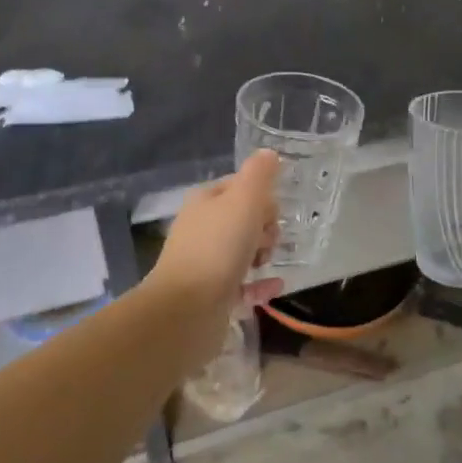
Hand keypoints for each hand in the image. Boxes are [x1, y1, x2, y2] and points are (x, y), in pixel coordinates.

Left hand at [149, 150, 284, 326]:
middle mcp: (201, 228)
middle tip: (267, 240)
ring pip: (242, 250)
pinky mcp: (211, 294)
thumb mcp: (244, 200)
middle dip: (264, 227)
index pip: (239, 186)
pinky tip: (275, 286)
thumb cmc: (218, 247)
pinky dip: (260, 284)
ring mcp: (204, 262)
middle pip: (243, 218)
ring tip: (266, 262)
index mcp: (205, 201)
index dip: (261, 196)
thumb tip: (269, 153)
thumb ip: (259, 175)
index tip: (272, 211)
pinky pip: (242, 284)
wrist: (187, 309)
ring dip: (262, 253)